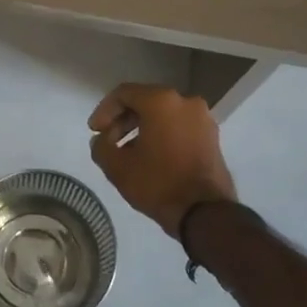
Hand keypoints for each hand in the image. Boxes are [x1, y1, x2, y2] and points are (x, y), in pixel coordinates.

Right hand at [87, 83, 236, 239]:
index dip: (104, 110)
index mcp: (161, 101)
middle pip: (145, 101)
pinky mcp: (212, 136)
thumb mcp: (117, 167)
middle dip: (123, 120)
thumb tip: (102, 139)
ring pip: (163, 114)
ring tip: (128, 152)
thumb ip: (101, 146)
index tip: (95, 131)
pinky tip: (151, 156)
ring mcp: (202, 118)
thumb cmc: (158, 184)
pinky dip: (162, 134)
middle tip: (108, 141)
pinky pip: (179, 126)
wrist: (205, 213)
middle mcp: (185, 101)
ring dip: (142, 128)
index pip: (124, 93)